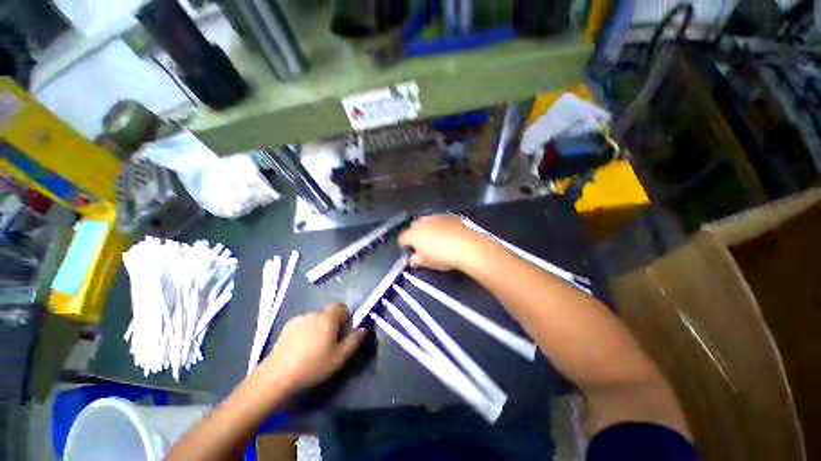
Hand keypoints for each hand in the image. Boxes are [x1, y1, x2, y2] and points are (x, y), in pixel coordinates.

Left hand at [256, 303, 366, 392]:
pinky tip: (300, 348)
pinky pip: (303, 324)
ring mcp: (299, 319)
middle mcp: (314, 313)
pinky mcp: (287, 326)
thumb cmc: (312, 366)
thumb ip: (354, 341)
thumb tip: (364, 329)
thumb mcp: (339, 357)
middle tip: (328, 343)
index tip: (342, 332)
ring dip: (318, 327)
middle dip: (331, 324)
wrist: (277, 375)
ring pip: (315, 319)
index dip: (344, 317)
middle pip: (328, 313)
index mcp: (328, 318)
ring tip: (312, 347)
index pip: (341, 307)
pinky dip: (306, 331)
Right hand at [398, 214, 488, 271]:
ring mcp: (436, 217)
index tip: (408, 251)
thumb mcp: (427, 263)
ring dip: (427, 228)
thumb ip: (416, 260)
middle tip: (421, 245)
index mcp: (413, 234)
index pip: (402, 238)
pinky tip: (447, 234)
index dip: (404, 245)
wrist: (467, 246)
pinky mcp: (449, 216)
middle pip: (413, 227)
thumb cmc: (443, 256)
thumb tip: (412, 259)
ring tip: (435, 239)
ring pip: (426, 221)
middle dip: (415, 234)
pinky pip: (440, 220)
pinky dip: (440, 226)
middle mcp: (422, 222)